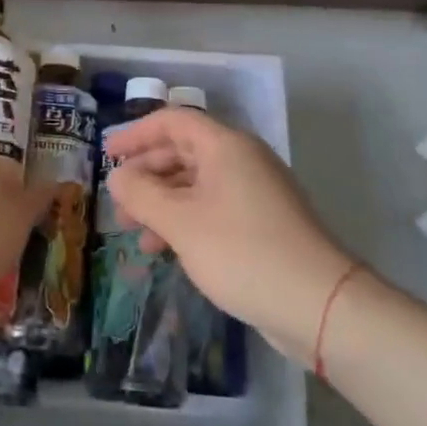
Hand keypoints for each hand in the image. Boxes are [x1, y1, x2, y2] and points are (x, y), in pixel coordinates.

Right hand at [107, 106, 357, 359]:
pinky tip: (169, 250)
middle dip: (147, 174)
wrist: (319, 304)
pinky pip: (213, 207)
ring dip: (163, 202)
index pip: (172, 121)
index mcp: (225, 146)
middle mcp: (242, 159)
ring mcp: (256, 191)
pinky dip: (186, 220)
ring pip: (197, 183)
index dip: (136, 134)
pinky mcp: (263, 222)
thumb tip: (117, 177)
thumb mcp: (180, 223)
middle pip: (183, 151)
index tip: (107, 155)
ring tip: (137, 235)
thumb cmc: (242, 252)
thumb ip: (142, 194)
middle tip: (119, 202)